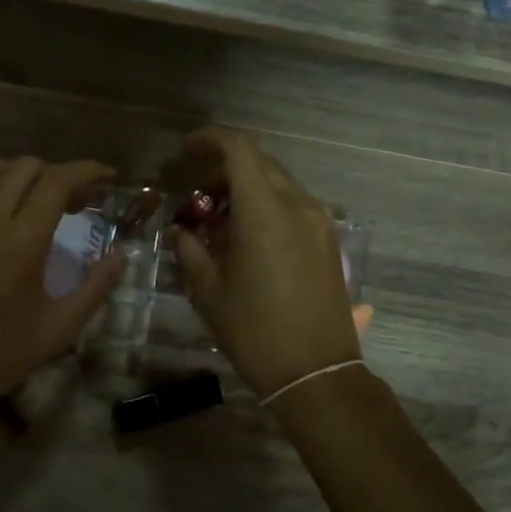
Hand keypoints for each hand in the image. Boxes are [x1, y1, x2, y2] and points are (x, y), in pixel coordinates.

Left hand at [0, 157, 124, 411]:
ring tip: (30, 193)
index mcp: (23, 241)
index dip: (86, 171)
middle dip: (57, 174)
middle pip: (25, 168)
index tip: (106, 177)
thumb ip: (95, 288)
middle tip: (75, 201)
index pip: (57, 181)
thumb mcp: (59, 329)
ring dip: (14, 170)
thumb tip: (121, 256)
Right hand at [171, 129, 361, 399]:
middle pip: (260, 162)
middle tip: (196, 188)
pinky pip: (295, 204)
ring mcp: (319, 221)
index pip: (239, 149)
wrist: (316, 372)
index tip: (186, 150)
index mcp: (265, 212)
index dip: (210, 139)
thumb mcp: (209, 291)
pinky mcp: (329, 240)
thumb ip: (190, 250)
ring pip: (279, 182)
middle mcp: (298, 205)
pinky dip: (268, 203)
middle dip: (225, 165)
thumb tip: (181, 231)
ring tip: (219, 215)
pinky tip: (249, 234)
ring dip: (248, 185)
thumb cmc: (254, 332)